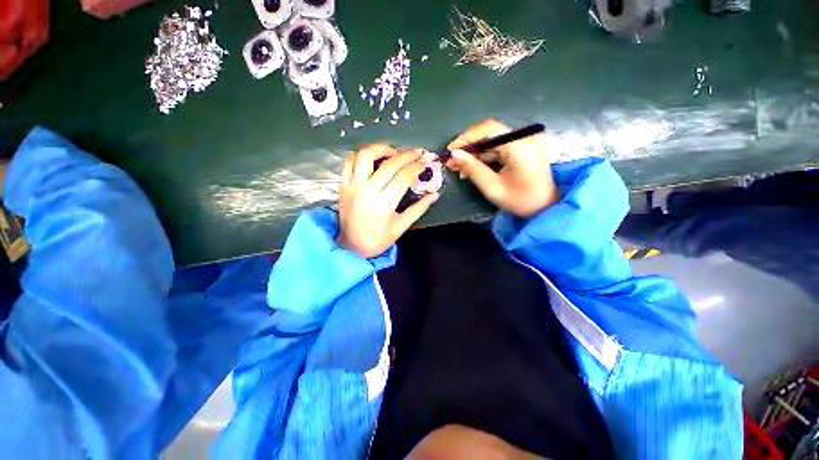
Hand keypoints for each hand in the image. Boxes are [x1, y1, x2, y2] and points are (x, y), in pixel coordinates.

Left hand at [338, 145, 439, 258]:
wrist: (351, 246)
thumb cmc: (378, 240)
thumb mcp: (401, 227)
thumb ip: (419, 209)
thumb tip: (435, 194)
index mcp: (383, 204)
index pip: (403, 177)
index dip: (416, 167)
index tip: (424, 164)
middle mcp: (367, 190)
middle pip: (389, 164)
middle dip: (407, 156)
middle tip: (417, 153)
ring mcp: (353, 186)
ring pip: (365, 155)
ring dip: (382, 149)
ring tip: (394, 152)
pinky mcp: (343, 185)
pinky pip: (350, 162)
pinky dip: (362, 155)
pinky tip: (373, 158)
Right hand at [446, 119, 559, 217]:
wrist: (545, 208)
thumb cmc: (519, 201)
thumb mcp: (492, 187)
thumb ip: (473, 168)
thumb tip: (454, 154)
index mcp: (520, 146)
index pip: (488, 130)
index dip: (466, 138)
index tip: (450, 151)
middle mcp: (525, 137)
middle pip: (490, 133)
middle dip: (469, 147)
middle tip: (452, 161)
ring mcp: (526, 141)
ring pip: (493, 140)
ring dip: (475, 152)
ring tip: (458, 166)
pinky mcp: (524, 147)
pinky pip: (500, 147)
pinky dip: (485, 155)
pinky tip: (473, 166)